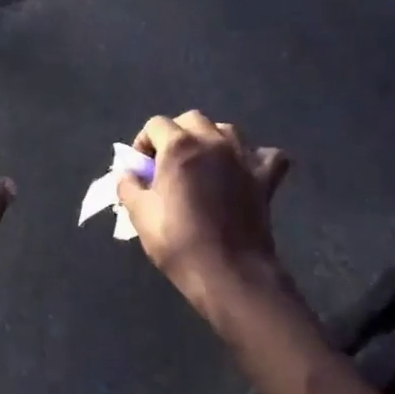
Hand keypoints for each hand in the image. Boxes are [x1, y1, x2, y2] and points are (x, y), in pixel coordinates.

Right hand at [116, 111, 290, 327]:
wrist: (230, 273)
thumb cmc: (178, 242)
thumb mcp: (139, 214)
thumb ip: (128, 185)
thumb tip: (128, 174)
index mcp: (179, 147)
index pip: (156, 124)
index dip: (144, 142)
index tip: (141, 168)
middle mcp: (213, 143)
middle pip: (191, 120)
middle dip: (176, 134)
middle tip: (168, 164)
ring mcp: (243, 158)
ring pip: (226, 130)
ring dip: (211, 140)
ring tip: (201, 164)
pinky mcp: (265, 179)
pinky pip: (266, 155)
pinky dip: (254, 157)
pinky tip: (243, 171)